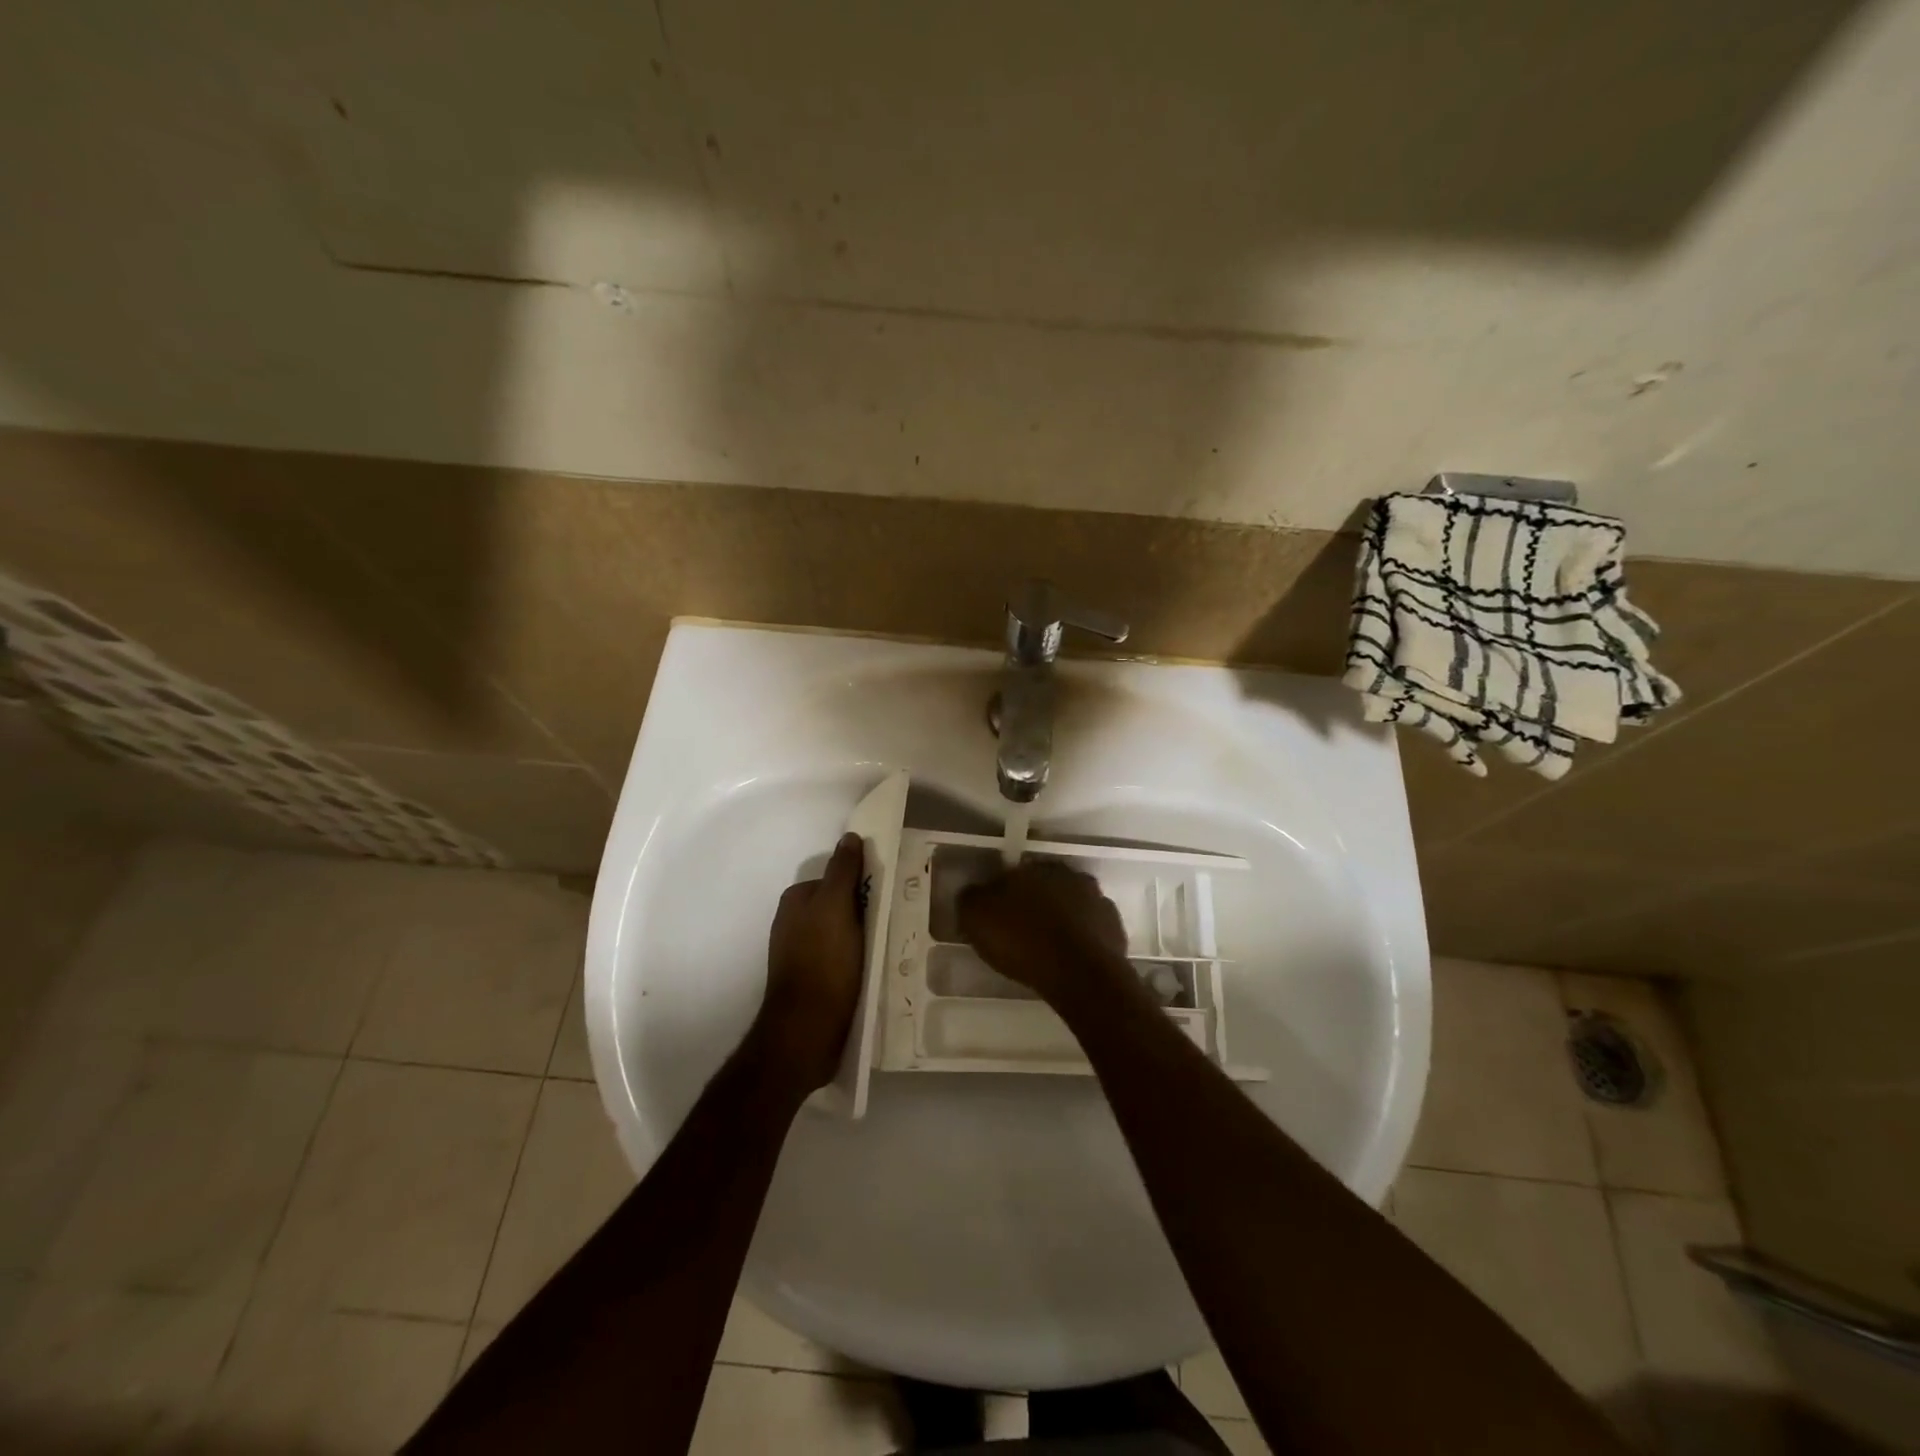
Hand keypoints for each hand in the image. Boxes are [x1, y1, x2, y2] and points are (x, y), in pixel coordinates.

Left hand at [757, 832, 866, 1091]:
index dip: (861, 885)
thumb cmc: (823, 961)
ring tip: (889, 946)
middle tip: (893, 920)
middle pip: (839, 906)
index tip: (887, 894)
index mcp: (795, 901)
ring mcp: (801, 955)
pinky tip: (874, 969)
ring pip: (842, 934)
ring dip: (863, 938)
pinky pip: (841, 959)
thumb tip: (849, 837)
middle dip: (864, 912)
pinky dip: (857, 960)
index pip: (836, 879)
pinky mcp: (812, 982)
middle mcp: (793, 924)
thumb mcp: (835, 906)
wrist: (807, 1029)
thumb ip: (842, 870)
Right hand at [956, 859, 1131, 1008]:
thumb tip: (973, 894)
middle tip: (1020, 931)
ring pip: (1071, 905)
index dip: (1002, 894)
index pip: (1012, 872)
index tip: (996, 916)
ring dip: (1060, 919)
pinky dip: (1081, 939)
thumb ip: (971, 899)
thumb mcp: (977, 918)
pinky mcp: (1114, 927)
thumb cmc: (1023, 941)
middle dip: (1034, 903)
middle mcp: (1068, 874)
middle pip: (1044, 886)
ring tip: (1045, 948)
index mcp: (1033, 866)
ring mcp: (1096, 899)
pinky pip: (1090, 928)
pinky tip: (1069, 958)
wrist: (1079, 974)